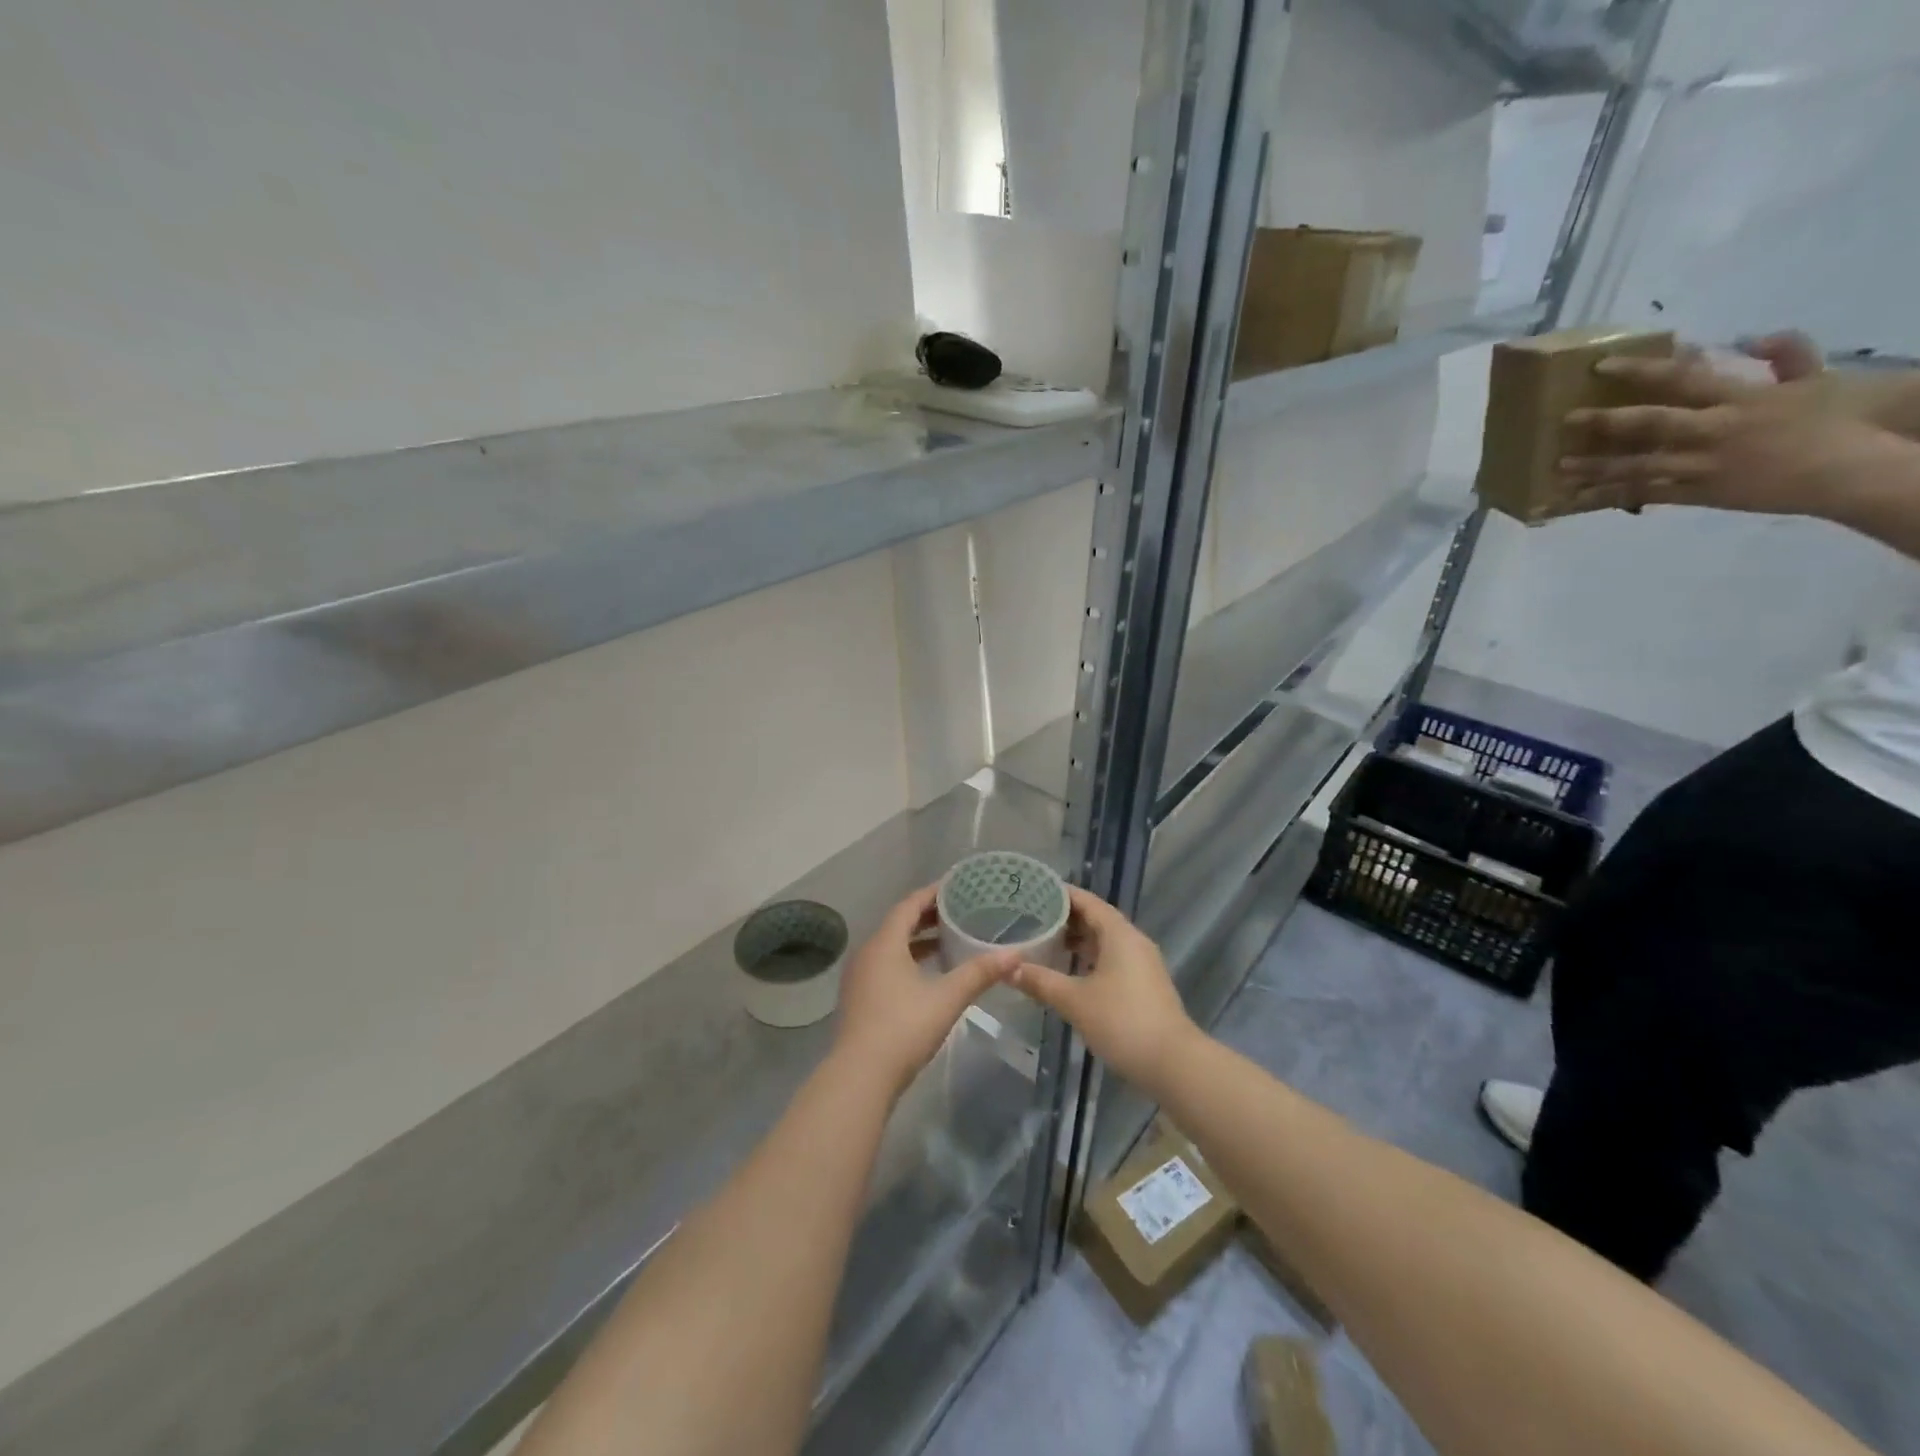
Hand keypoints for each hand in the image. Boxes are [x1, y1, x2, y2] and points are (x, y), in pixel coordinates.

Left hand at [833, 886, 1017, 1098]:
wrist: (860, 1077)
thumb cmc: (903, 1027)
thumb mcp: (947, 998)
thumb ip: (980, 973)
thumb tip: (1016, 954)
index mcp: (885, 943)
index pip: (909, 905)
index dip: (932, 893)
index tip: (956, 886)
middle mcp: (868, 953)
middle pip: (899, 924)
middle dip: (928, 916)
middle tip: (959, 911)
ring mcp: (860, 977)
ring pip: (891, 947)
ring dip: (917, 940)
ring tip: (948, 940)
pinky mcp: (860, 999)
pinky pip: (886, 965)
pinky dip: (908, 960)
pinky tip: (928, 975)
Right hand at [1008, 887, 1197, 1093]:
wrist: (1173, 1064)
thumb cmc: (1122, 1022)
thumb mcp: (1074, 1001)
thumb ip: (1040, 981)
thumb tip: (1008, 969)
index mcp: (1119, 934)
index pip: (1087, 901)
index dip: (1061, 894)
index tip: (1033, 891)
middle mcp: (1133, 941)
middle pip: (1096, 919)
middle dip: (1065, 918)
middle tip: (1031, 918)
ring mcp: (1142, 964)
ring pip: (1105, 942)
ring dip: (1077, 941)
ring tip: (1044, 944)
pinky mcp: (1144, 986)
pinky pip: (1112, 960)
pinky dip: (1089, 960)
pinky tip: (1069, 973)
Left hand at [1559, 344, 1905, 519]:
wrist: (1846, 473)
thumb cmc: (1830, 424)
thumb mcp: (1816, 381)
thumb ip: (1788, 355)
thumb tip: (1755, 337)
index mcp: (1740, 399)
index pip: (1682, 378)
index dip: (1639, 370)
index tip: (1601, 365)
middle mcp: (1714, 431)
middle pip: (1651, 424)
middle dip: (1606, 421)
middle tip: (1566, 419)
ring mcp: (1702, 466)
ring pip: (1638, 466)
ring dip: (1595, 468)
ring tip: (1558, 467)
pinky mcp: (1697, 494)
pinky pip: (1645, 495)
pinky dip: (1611, 497)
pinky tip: (1580, 500)